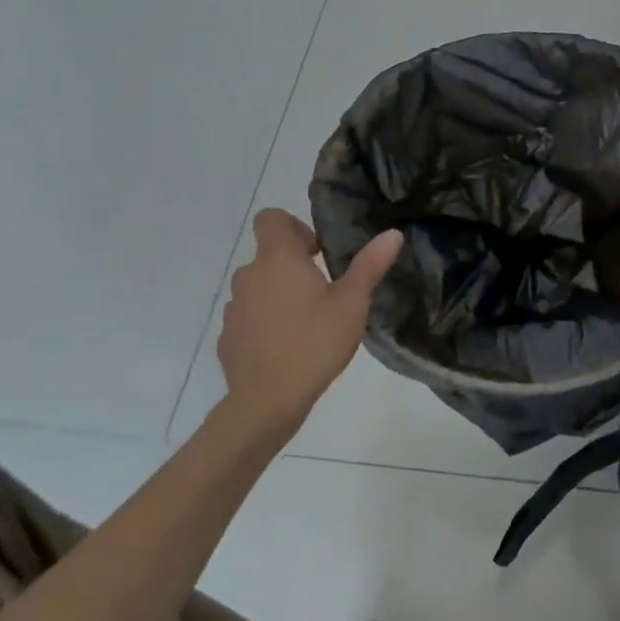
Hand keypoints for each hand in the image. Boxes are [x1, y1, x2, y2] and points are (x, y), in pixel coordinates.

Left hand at [217, 210, 403, 440]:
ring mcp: (234, 307)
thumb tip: (392, 234)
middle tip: (323, 290)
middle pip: (268, 254)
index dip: (294, 226)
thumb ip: (370, 265)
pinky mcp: (227, 337)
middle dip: (294, 265)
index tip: (316, 252)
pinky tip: (286, 346)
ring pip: (258, 286)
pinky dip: (265, 321)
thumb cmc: (314, 343)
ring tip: (307, 320)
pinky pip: (248, 316)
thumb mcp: (352, 303)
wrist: (266, 403)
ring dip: (278, 293)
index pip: (271, 218)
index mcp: (278, 259)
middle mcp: (249, 275)